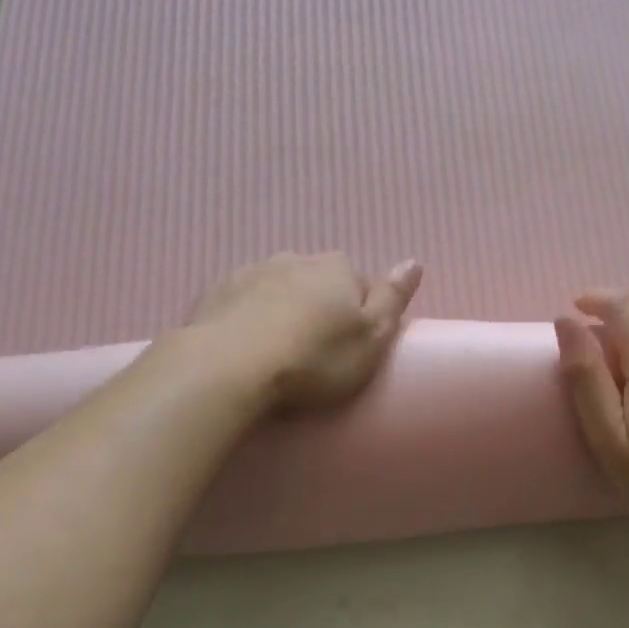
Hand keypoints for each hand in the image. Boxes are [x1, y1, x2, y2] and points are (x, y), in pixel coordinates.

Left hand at [188, 253, 422, 411]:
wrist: (228, 368)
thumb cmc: (314, 359)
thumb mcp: (372, 338)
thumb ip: (393, 298)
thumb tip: (413, 262)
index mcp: (337, 268)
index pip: (360, 285)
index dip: (359, 316)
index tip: (350, 348)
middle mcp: (295, 259)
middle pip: (317, 283)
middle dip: (319, 309)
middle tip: (315, 354)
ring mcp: (251, 272)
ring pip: (278, 290)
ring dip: (282, 311)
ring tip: (278, 354)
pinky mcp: (215, 294)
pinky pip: (242, 304)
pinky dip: (248, 320)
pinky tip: (245, 350)